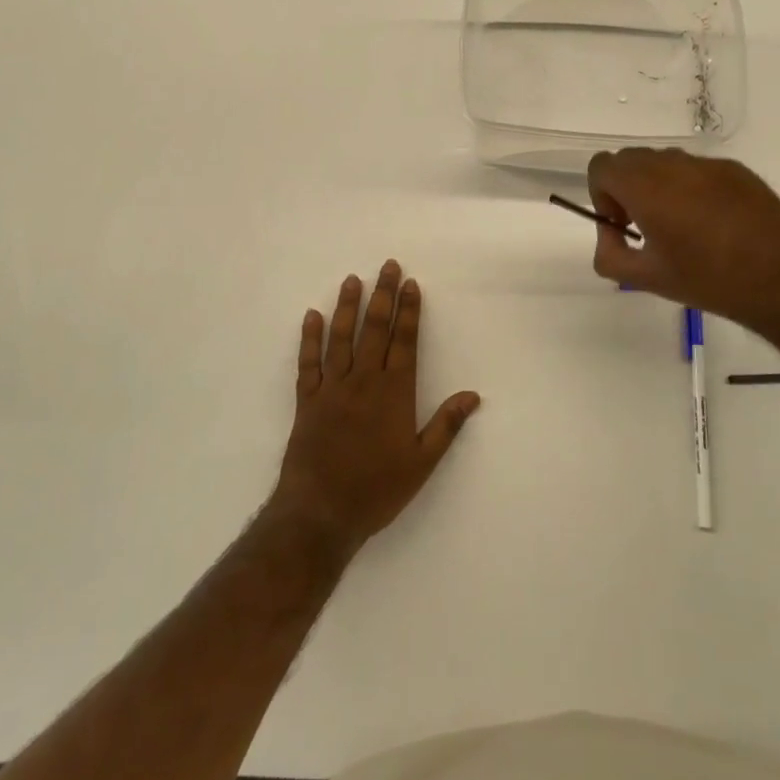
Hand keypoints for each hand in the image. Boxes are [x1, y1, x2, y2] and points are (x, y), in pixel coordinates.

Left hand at [269, 261, 479, 557]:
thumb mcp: (421, 463)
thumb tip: (473, 395)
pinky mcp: (306, 400)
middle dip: (383, 296)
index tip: (411, 284)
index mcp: (394, 394)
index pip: (405, 342)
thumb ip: (446, 425)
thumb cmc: (377, 490)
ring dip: (348, 307)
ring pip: (341, 338)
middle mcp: (363, 382)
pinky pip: (307, 362)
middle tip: (387, 266)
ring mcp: (332, 388)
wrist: (320, 513)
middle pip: (375, 330)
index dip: (409, 311)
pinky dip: (309, 338)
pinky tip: (312, 315)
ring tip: (353, 280)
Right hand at [586, 148, 779, 332]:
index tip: (622, 224)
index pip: (602, 166)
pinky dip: (691, 188)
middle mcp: (674, 165)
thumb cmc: (708, 280)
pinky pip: (698, 170)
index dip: (601, 194)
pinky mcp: (737, 170)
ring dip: (658, 186)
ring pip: (665, 162)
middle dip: (627, 188)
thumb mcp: (646, 278)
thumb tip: (610, 234)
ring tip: (681, 226)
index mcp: (646, 187)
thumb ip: (609, 254)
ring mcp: (708, 164)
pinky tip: (714, 224)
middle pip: (630, 159)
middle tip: (645, 227)